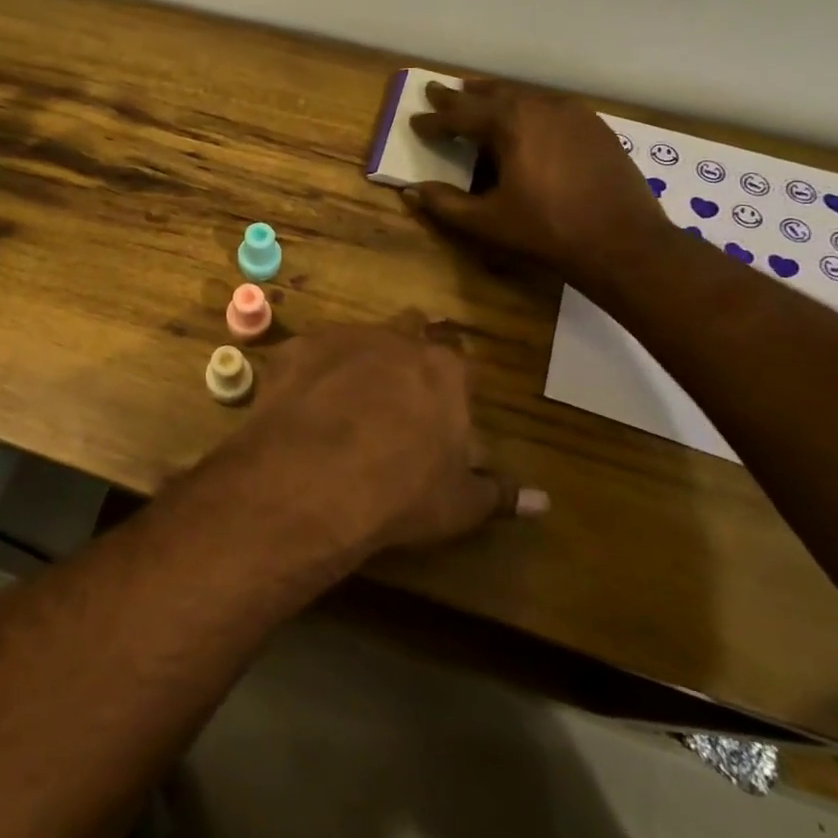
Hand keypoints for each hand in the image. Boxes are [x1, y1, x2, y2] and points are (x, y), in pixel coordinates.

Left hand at [219, 318, 545, 561]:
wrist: (313, 478)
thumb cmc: (401, 492)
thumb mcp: (459, 503)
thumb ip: (499, 495)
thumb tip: (544, 502)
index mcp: (441, 370)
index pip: (455, 362)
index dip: (447, 382)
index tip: (438, 405)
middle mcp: (393, 340)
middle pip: (406, 334)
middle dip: (403, 357)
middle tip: (394, 392)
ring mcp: (339, 338)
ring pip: (353, 340)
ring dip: (353, 362)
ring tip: (341, 402)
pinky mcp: (294, 349)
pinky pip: (306, 356)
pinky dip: (308, 375)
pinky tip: (300, 406)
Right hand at [405, 80, 668, 286]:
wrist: (623, 241)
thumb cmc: (547, 230)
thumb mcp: (487, 221)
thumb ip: (445, 204)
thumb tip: (412, 191)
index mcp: (509, 124)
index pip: (459, 116)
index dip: (434, 121)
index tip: (414, 120)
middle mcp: (539, 107)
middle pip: (491, 95)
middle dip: (460, 96)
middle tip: (436, 90)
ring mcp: (572, 113)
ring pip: (523, 96)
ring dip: (495, 96)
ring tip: (476, 94)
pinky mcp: (595, 126)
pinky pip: (550, 107)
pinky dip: (527, 108)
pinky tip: (525, 117)